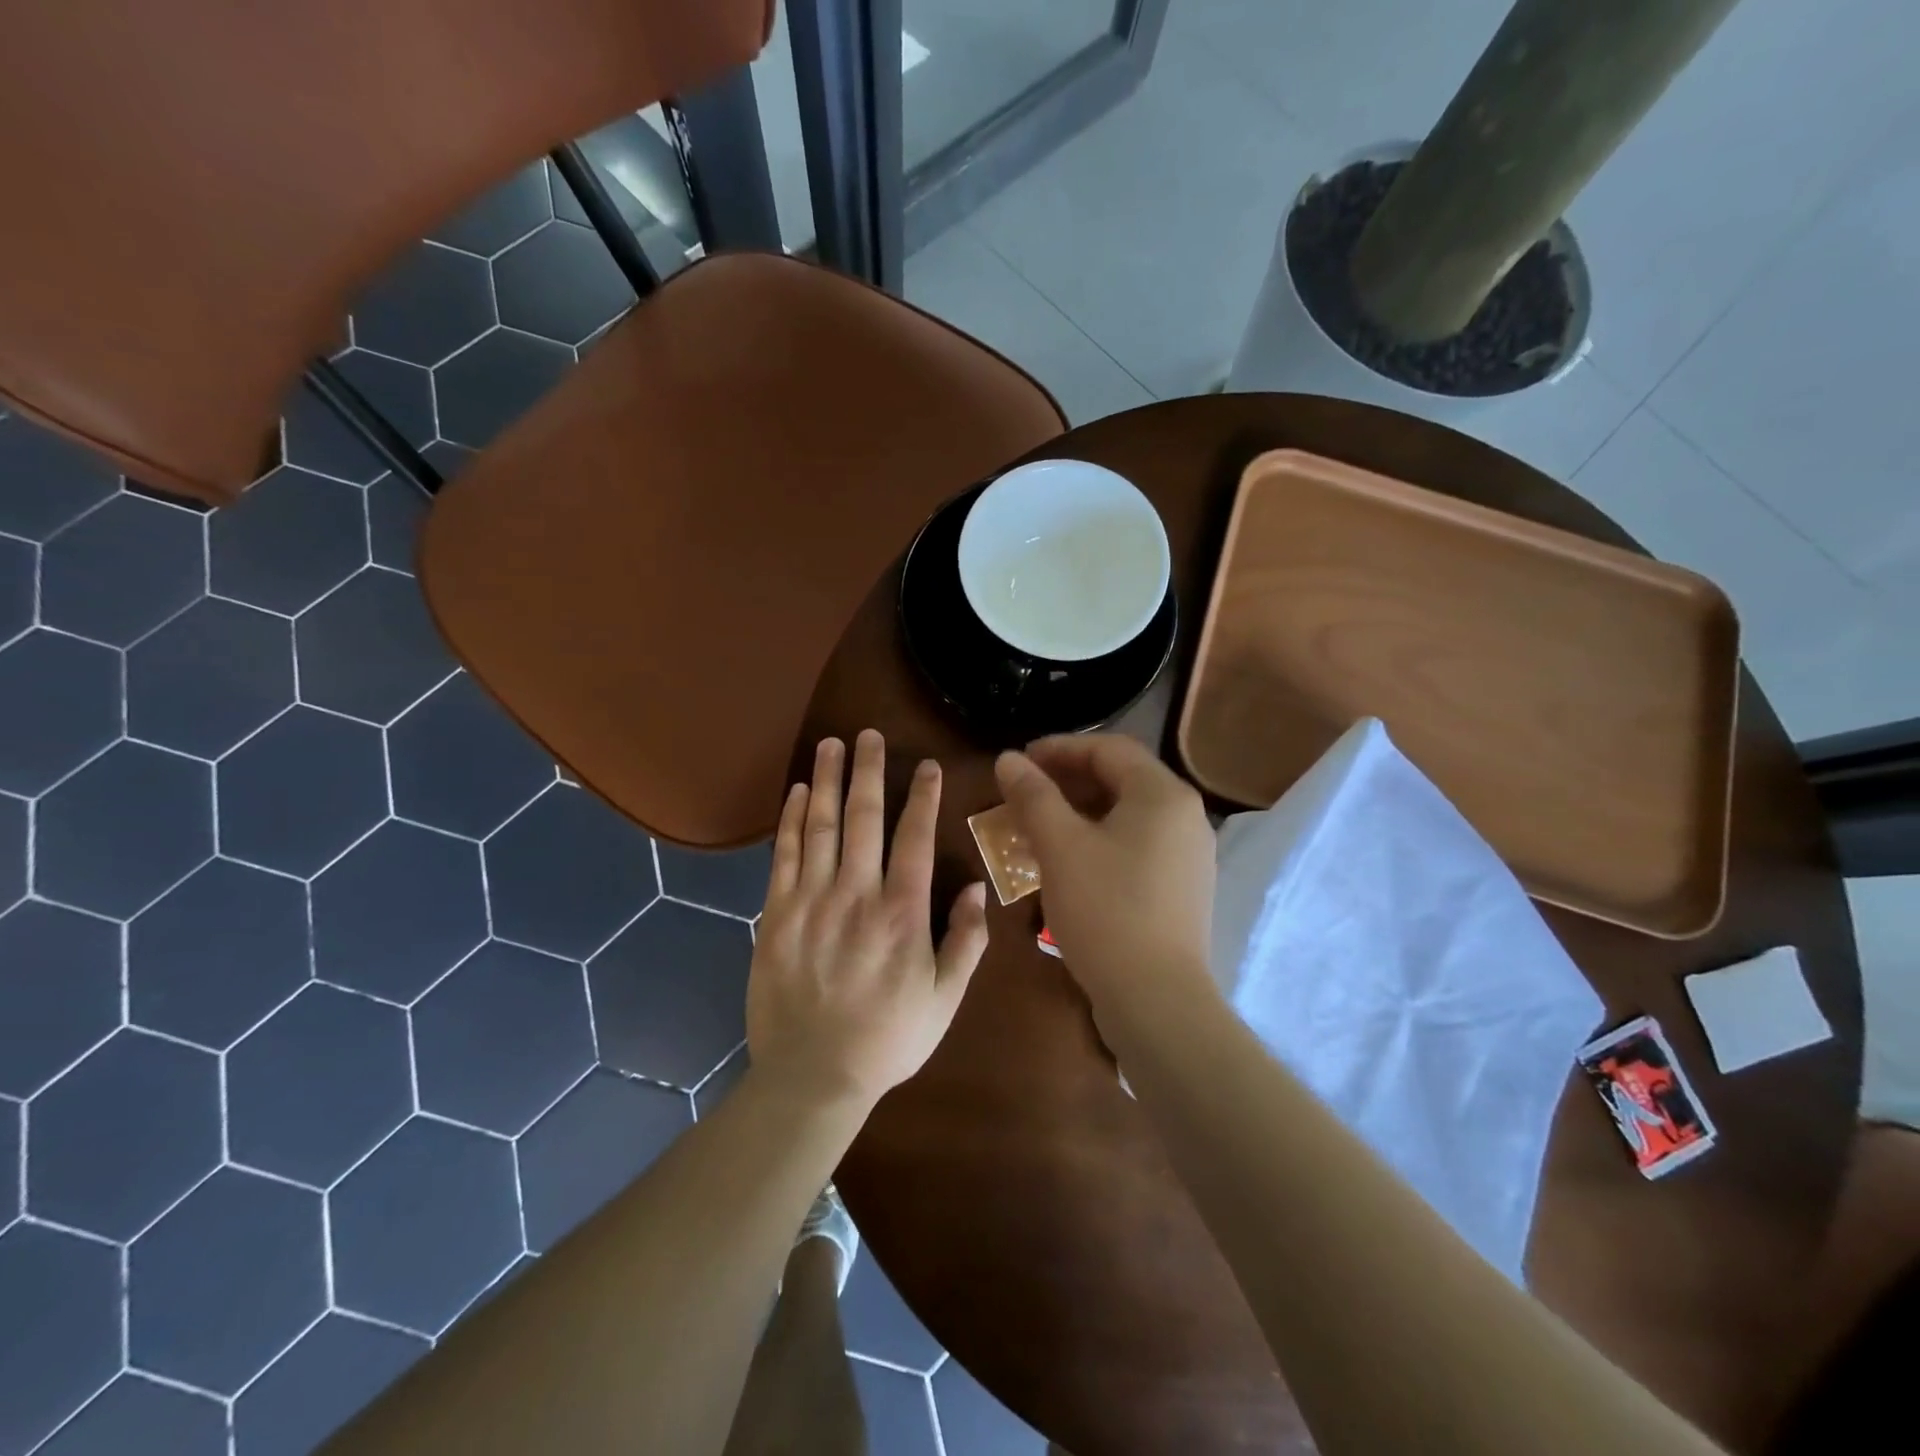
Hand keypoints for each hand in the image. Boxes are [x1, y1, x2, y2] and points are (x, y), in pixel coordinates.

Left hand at [748, 730, 989, 1109]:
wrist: (812, 1076)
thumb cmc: (887, 1038)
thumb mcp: (944, 1000)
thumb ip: (965, 943)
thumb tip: (974, 890)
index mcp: (903, 913)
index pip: (916, 838)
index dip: (924, 797)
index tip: (928, 766)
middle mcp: (857, 894)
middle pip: (865, 817)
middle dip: (870, 770)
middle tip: (870, 734)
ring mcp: (811, 901)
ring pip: (822, 826)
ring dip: (829, 780)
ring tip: (832, 743)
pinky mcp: (776, 914)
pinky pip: (785, 854)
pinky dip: (792, 818)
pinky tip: (799, 791)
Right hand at [994, 734, 1216, 1014]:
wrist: (1156, 999)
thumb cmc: (1106, 910)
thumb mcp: (1059, 846)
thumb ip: (1032, 795)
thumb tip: (1008, 758)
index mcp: (1163, 794)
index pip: (1109, 748)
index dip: (1060, 748)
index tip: (1020, 761)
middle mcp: (1185, 817)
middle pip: (1121, 779)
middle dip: (1067, 781)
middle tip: (1025, 794)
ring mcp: (1189, 855)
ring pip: (1127, 816)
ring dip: (1080, 813)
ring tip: (1038, 828)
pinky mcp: (1183, 888)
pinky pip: (1136, 846)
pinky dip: (1099, 841)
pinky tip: (1068, 864)